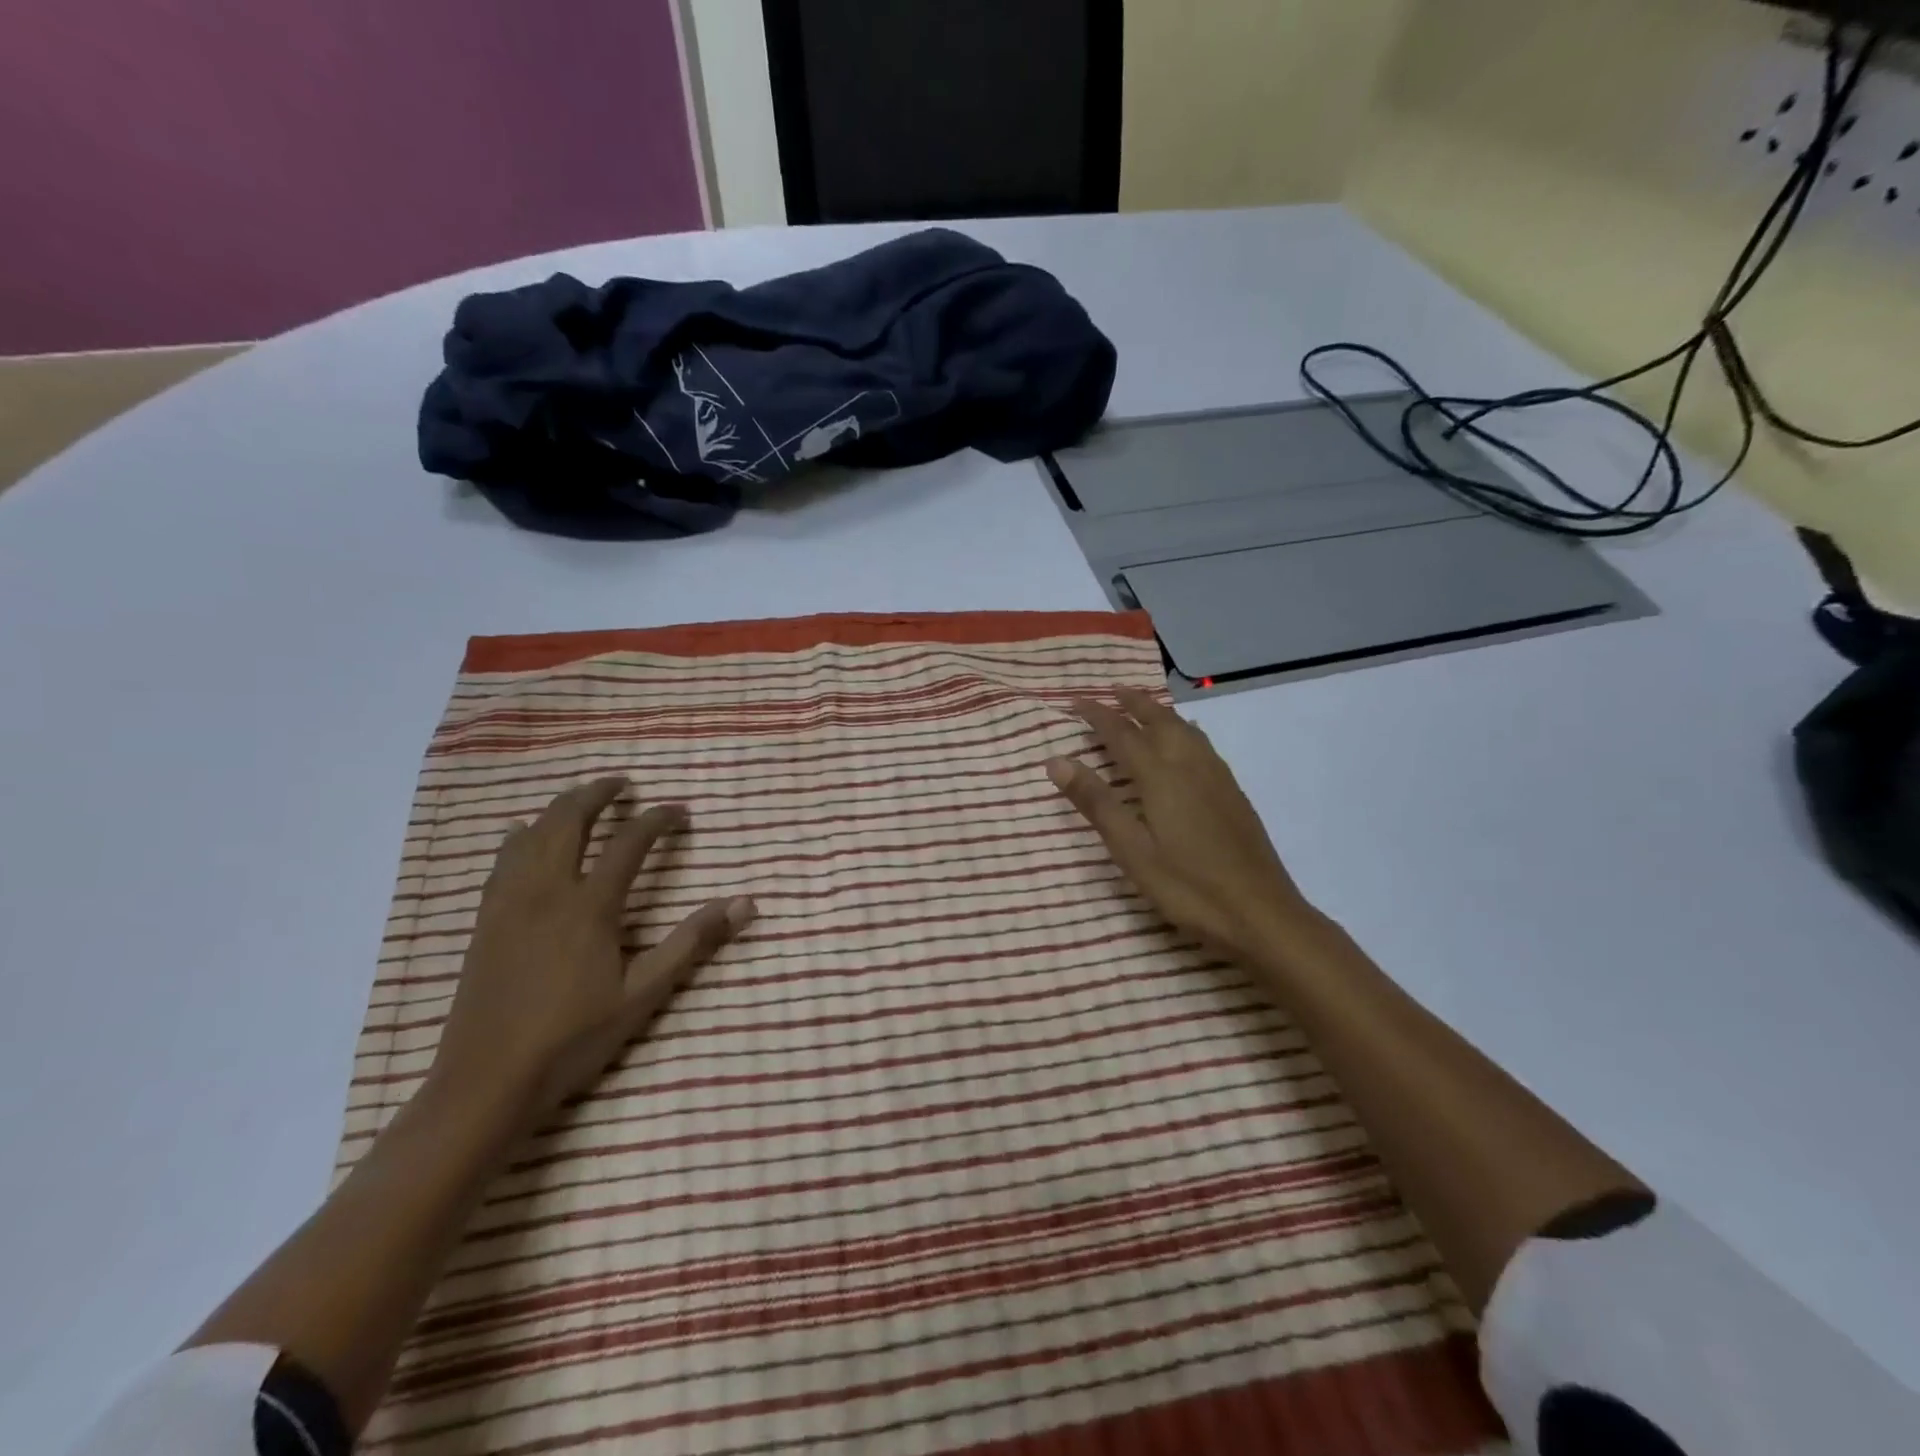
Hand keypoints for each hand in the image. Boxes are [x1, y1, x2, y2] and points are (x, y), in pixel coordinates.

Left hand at [428, 777, 754, 1129]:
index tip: (680, 811)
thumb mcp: (645, 992)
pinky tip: (524, 835)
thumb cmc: (574, 1037)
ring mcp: (509, 902)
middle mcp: (546, 890)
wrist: (487, 1080)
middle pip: (569, 820)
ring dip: (560, 807)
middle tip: (623, 784)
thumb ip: (693, 942)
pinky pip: (502, 859)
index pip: (630, 842)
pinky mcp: (485, 919)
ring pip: (531, 833)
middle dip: (598, 793)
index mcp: (590, 906)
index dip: (658, 819)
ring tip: (582, 801)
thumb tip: (745, 903)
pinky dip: (521, 835)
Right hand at [1046, 688, 1322, 971]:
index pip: (1122, 734)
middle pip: (1159, 721)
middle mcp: (1191, 766)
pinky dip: (1183, 730)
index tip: (1075, 701)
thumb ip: (1096, 803)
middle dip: (1133, 704)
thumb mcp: (1132, 850)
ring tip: (1144, 707)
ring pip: (1185, 730)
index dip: (1097, 716)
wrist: (1262, 914)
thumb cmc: (1188, 887)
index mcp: (1161, 777)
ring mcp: (1218, 778)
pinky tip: (1186, 742)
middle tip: (1111, 691)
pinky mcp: (1233, 794)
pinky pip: (1202, 744)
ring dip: (1160, 713)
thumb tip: (1057, 761)